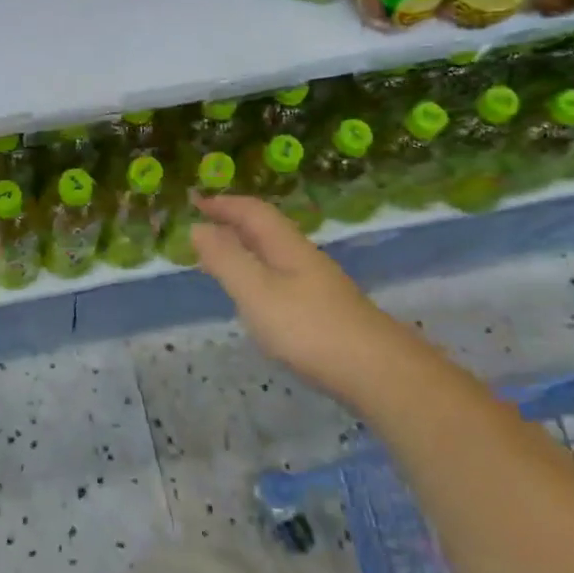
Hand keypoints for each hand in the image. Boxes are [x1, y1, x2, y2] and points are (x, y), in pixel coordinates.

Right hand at [190, 193, 416, 402]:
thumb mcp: (257, 292)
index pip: (253, 212)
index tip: (195, 202)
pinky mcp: (323, 310)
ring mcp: (318, 284)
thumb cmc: (309, 328)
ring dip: (245, 248)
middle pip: (266, 229)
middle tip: (202, 226)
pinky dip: (258, 273)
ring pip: (274, 254)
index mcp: (286, 246)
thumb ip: (226, 260)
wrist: (378, 371)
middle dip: (233, 222)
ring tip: (220, 258)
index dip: (224, 204)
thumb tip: (198, 228)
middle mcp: (303, 258)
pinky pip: (281, 277)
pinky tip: (255, 295)